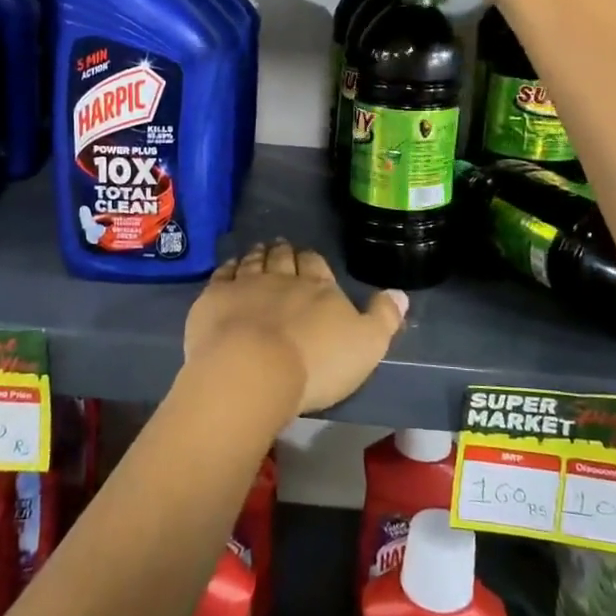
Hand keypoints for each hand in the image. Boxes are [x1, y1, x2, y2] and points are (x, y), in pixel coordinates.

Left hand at [184, 241, 407, 415]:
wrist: (253, 370)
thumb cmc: (316, 362)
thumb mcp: (367, 345)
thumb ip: (384, 317)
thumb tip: (401, 293)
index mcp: (319, 287)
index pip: (317, 264)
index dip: (313, 260)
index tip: (308, 257)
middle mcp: (282, 277)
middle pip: (284, 258)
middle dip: (284, 252)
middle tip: (281, 246)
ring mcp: (245, 285)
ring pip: (253, 262)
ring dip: (257, 255)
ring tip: (258, 249)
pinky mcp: (214, 299)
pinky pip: (223, 275)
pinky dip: (228, 268)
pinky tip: (229, 268)